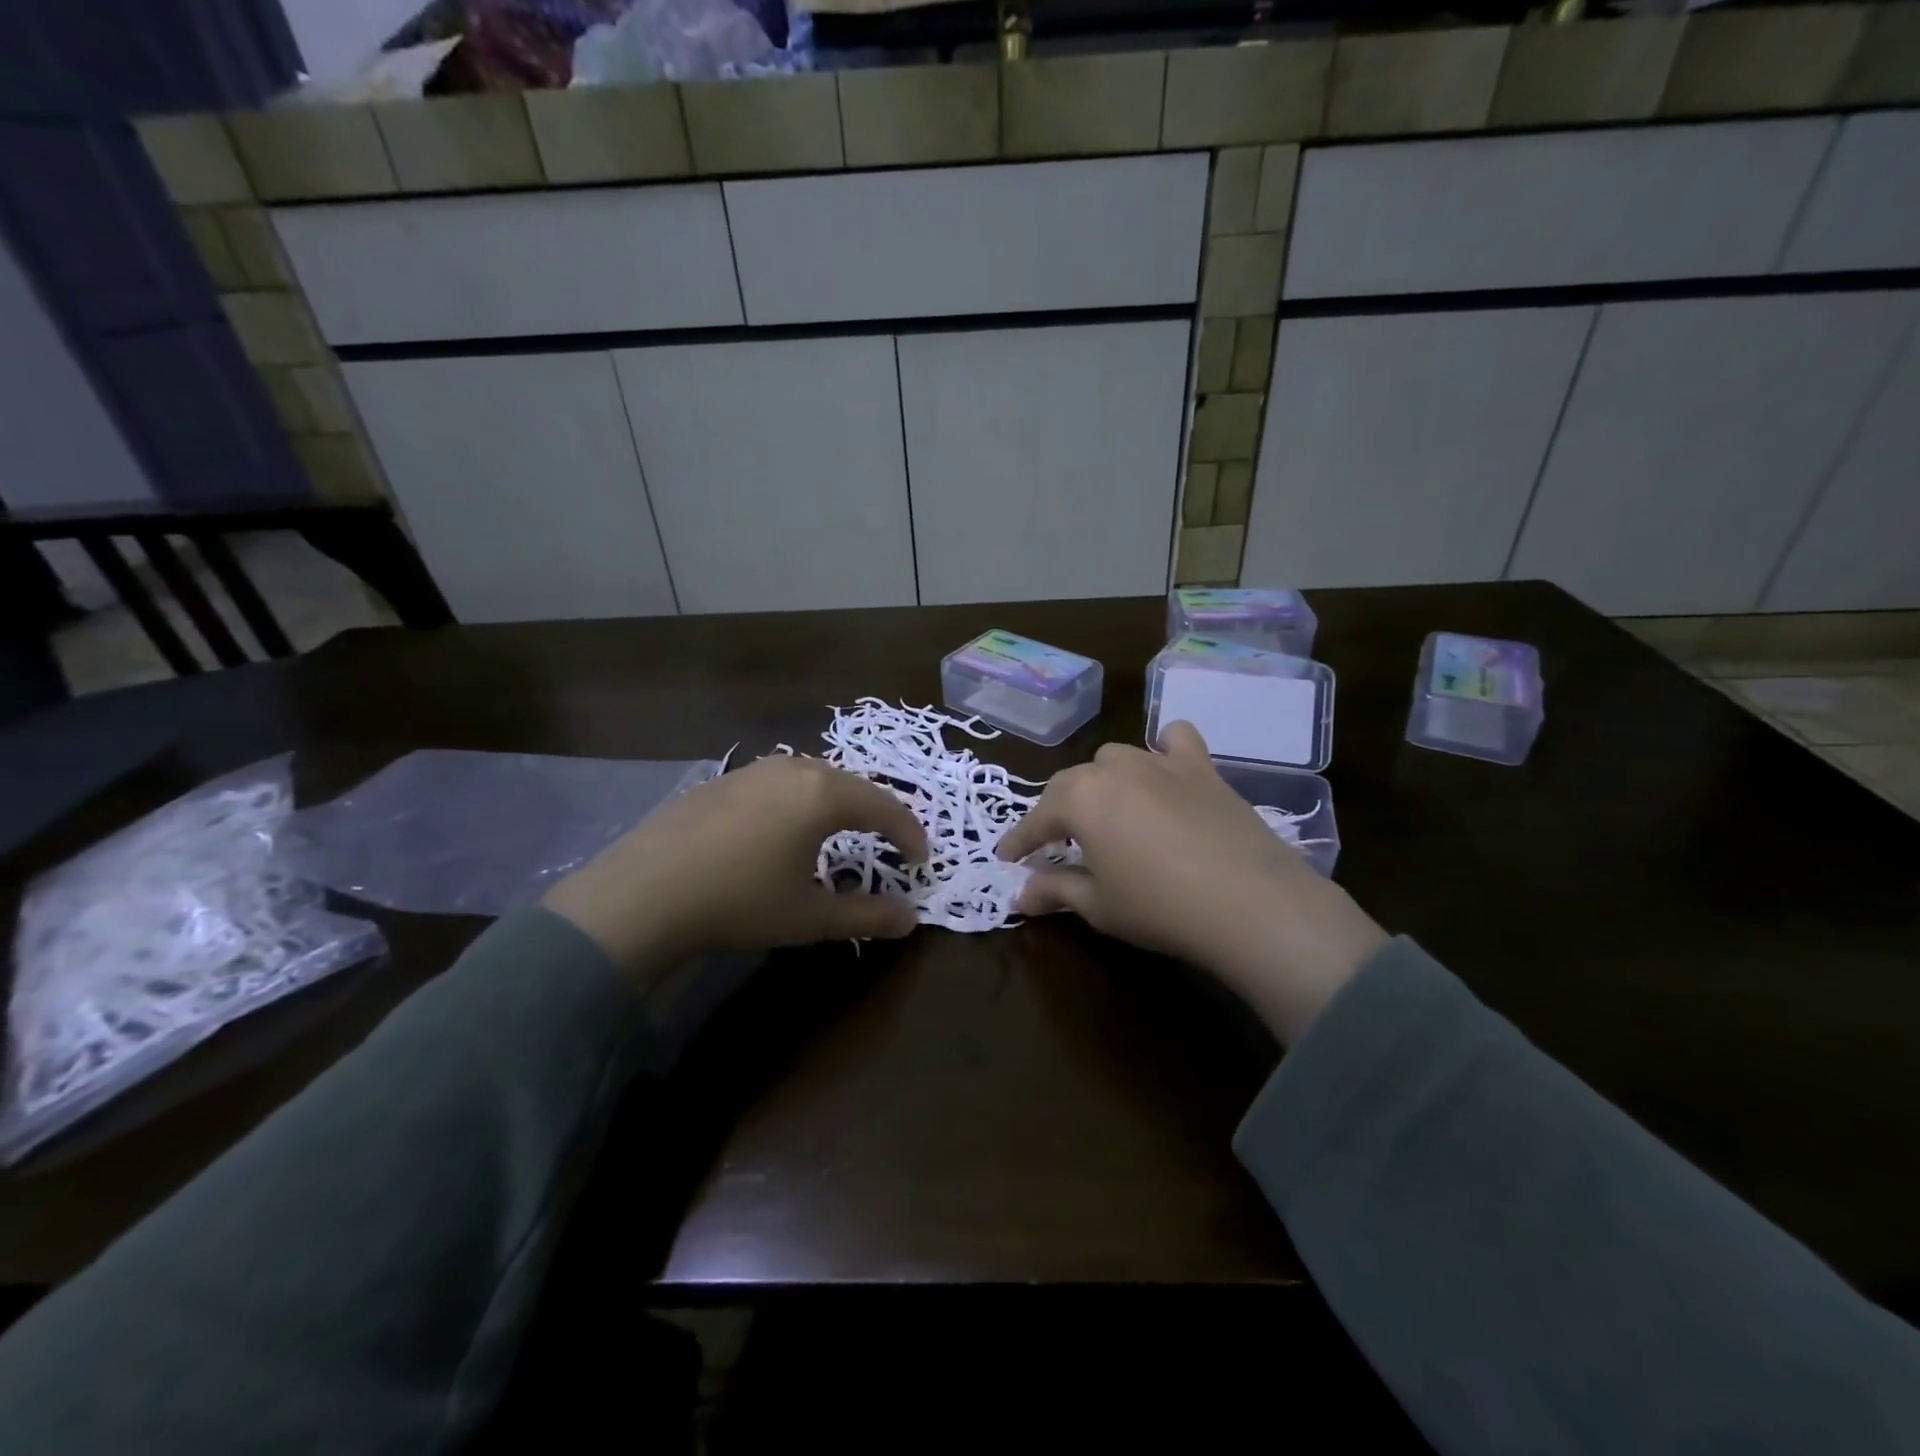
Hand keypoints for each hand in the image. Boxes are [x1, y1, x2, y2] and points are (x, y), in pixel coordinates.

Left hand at [543, 755, 927, 981]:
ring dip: (841, 803)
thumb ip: (867, 916)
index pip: (886, 808)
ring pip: (816, 778)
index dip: (910, 834)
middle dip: (880, 814)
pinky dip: (803, 801)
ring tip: (846, 831)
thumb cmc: (739, 902)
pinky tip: (787, 828)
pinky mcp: (725, 779)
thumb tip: (910, 919)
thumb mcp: (810, 917)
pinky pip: (782, 782)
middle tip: (892, 843)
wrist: (643, 892)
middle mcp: (795, 769)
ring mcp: (756, 769)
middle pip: (854, 786)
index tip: (922, 861)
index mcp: (825, 795)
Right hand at [996, 721, 1387, 1042]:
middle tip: (1056, 842)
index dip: (1019, 841)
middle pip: (1072, 782)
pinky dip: (1164, 750)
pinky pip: (1176, 741)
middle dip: (1057, 811)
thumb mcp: (1098, 906)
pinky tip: (1165, 769)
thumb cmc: (1160, 907)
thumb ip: (1056, 891)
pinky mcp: (1202, 768)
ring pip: (1115, 759)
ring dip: (1103, 782)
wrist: (1251, 903)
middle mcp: (1114, 769)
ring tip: (1108, 811)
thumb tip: (1019, 897)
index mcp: (1080, 799)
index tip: (1006, 858)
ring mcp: (1160, 763)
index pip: (1036, 819)